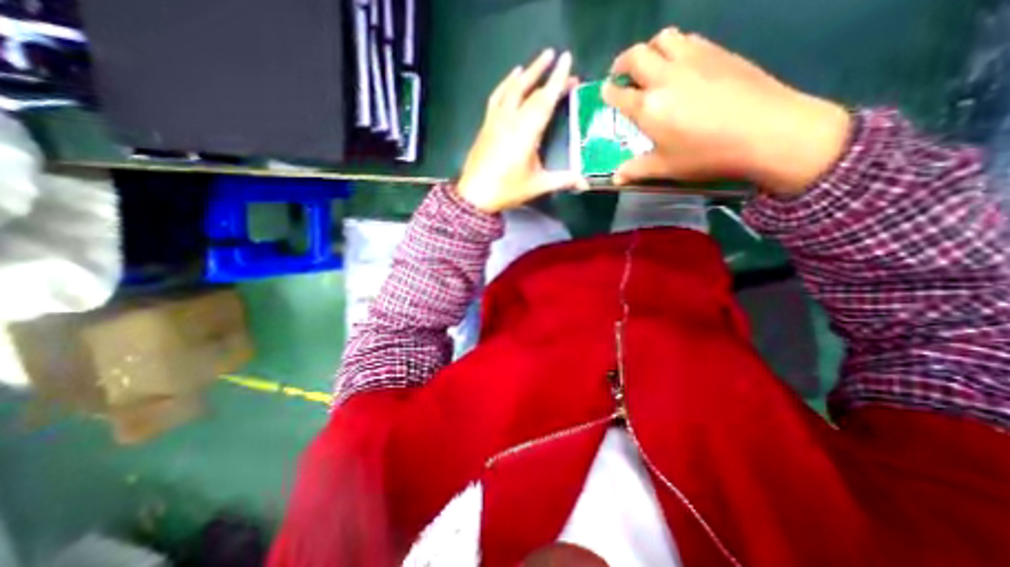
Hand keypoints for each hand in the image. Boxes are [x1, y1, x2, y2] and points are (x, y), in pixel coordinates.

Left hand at [456, 48, 589, 214]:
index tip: (566, 59)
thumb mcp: (537, 185)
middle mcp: (511, 120)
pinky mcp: (486, 124)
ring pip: (512, 89)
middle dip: (546, 74)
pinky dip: (506, 84)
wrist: (475, 195)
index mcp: (526, 133)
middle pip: (530, 90)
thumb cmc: (507, 189)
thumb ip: (562, 180)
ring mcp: (496, 120)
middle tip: (559, 59)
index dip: (557, 79)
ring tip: (538, 62)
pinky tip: (512, 78)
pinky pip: (497, 97)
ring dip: (527, 73)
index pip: (544, 100)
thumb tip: (584, 183)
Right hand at [598, 29, 850, 197]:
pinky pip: (688, 39)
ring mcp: (693, 59)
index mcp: (649, 107)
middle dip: (622, 63)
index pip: (619, 93)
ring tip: (650, 66)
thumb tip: (615, 178)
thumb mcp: (666, 168)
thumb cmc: (707, 154)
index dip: (609, 92)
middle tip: (621, 75)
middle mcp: (665, 76)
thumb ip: (636, 170)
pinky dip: (675, 47)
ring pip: (663, 38)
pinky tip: (679, 64)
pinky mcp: (717, 52)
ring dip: (649, 49)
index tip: (606, 92)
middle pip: (636, 55)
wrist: (767, 131)